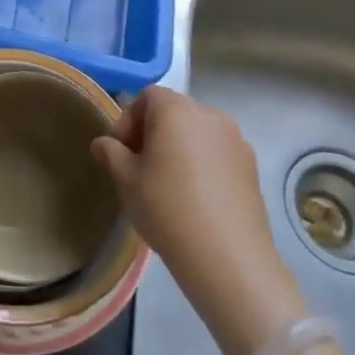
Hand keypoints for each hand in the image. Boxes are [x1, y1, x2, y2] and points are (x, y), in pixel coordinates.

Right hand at [93, 87, 307, 354]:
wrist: (228, 257)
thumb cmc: (167, 209)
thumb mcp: (126, 180)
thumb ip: (111, 153)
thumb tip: (103, 143)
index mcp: (176, 110)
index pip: (147, 97)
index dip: (129, 120)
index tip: (121, 152)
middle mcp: (209, 115)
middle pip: (174, 111)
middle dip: (153, 133)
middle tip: (140, 167)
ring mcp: (236, 140)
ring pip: (197, 132)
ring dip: (179, 147)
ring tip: (168, 184)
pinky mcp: (252, 165)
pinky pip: (218, 152)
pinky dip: (203, 163)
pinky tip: (195, 197)